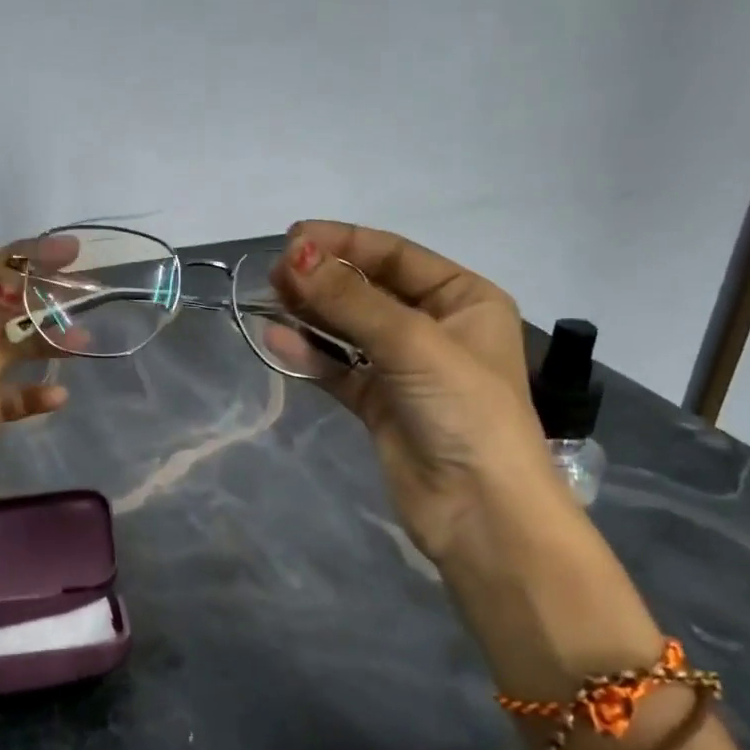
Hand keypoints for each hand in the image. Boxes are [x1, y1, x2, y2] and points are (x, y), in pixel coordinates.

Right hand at [266, 220, 573, 572]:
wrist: (480, 511)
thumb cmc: (463, 411)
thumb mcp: (412, 343)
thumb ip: (350, 300)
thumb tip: (295, 256)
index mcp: (463, 299)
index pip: (396, 255)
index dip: (344, 242)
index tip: (293, 238)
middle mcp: (435, 327)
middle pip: (369, 289)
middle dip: (324, 277)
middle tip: (275, 271)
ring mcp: (404, 368)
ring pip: (349, 328)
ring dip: (312, 312)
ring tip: (270, 296)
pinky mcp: (379, 404)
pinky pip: (338, 369)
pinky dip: (310, 354)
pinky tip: (276, 338)